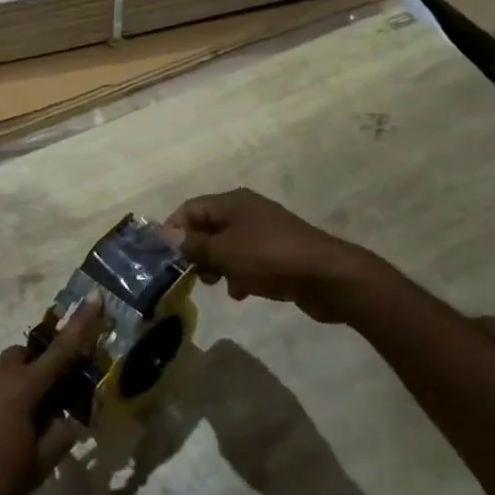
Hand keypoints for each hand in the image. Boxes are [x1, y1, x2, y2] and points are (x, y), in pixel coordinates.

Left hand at [0, 295, 102, 494]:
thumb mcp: (35, 469)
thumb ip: (59, 439)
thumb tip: (70, 420)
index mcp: (22, 387)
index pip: (61, 351)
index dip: (82, 325)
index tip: (94, 296)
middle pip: (23, 356)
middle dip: (36, 369)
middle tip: (41, 402)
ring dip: (8, 387)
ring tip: (5, 427)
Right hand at [164, 188, 364, 321]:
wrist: (328, 277)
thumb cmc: (269, 258)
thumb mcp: (224, 252)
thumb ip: (194, 245)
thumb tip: (170, 236)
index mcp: (232, 202)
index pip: (190, 209)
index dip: (174, 231)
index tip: (166, 259)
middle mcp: (246, 211)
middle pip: (207, 227)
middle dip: (195, 251)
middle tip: (193, 275)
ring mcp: (264, 232)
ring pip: (226, 245)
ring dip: (217, 265)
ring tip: (217, 285)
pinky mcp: (278, 253)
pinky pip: (247, 260)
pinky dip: (239, 273)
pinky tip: (240, 292)